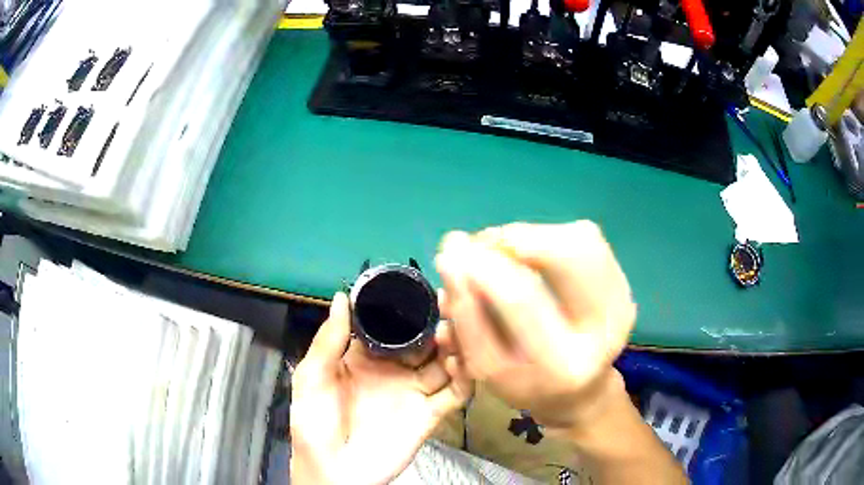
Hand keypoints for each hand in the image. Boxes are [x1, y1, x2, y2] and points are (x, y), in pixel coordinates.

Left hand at [289, 292, 471, 484]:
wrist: (334, 471)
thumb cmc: (316, 423)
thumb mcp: (313, 378)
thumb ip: (329, 339)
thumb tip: (342, 296)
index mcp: (364, 358)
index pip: (390, 325)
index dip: (404, 308)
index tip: (420, 290)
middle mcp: (393, 370)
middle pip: (423, 341)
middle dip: (436, 323)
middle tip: (447, 306)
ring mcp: (413, 392)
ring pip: (443, 363)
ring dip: (454, 346)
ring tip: (452, 332)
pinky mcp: (430, 414)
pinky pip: (454, 393)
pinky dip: (465, 377)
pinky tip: (460, 363)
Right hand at [434, 221, 635, 429]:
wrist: (579, 393)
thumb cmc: (525, 383)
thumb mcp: (487, 366)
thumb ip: (467, 315)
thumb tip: (452, 258)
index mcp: (561, 366)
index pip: (521, 300)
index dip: (482, 267)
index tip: (450, 252)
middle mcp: (604, 333)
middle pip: (564, 256)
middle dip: (509, 240)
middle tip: (478, 244)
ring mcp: (621, 306)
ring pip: (579, 239)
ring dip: (531, 235)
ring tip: (502, 249)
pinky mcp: (624, 289)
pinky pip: (588, 239)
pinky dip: (550, 235)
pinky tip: (530, 252)